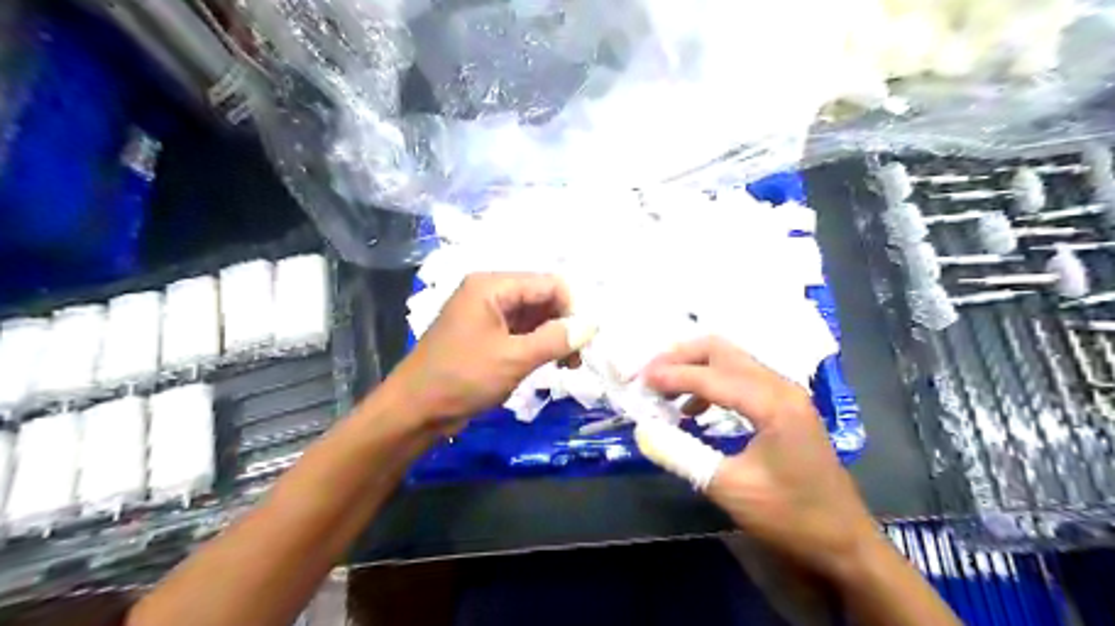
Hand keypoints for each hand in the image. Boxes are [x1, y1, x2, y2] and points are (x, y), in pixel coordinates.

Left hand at [388, 275, 586, 435]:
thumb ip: (556, 339)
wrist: (414, 410)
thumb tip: (593, 325)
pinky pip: (520, 331)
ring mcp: (486, 314)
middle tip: (575, 358)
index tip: (582, 342)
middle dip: (563, 324)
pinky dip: (537, 345)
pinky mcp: (485, 334)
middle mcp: (490, 292)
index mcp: (492, 286)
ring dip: (552, 337)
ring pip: (533, 316)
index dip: (571, 309)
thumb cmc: (462, 378)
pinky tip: (548, 364)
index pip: (548, 283)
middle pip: (541, 298)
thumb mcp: (514, 359)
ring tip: (565, 366)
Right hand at [641, 338, 884, 581]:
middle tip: (649, 373)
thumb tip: (643, 431)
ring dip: (694, 368)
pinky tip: (694, 410)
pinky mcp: (784, 406)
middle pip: (722, 350)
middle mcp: (780, 386)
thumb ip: (681, 454)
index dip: (671, 375)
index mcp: (772, 403)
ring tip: (664, 389)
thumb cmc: (790, 516)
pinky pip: (740, 379)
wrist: (844, 542)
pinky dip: (711, 384)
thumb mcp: (729, 487)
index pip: (710, 375)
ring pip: (731, 361)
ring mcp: (785, 394)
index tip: (638, 380)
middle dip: (681, 357)